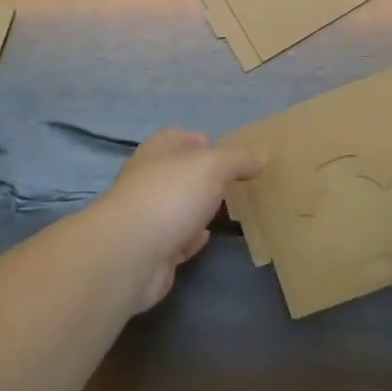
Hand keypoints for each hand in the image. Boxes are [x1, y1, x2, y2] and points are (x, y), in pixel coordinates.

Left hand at [92, 128, 262, 311]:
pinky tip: (205, 237)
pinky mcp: (151, 252)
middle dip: (199, 175)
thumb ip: (238, 159)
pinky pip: (175, 240)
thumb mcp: (213, 165)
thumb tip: (260, 157)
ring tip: (223, 208)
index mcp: (156, 153)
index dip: (196, 139)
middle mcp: (147, 181)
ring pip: (176, 207)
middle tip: (230, 180)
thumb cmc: (171, 195)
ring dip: (195, 208)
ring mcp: (146, 218)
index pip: (175, 137)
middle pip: (176, 173)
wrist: (131, 254)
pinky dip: (190, 238)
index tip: (220, 147)